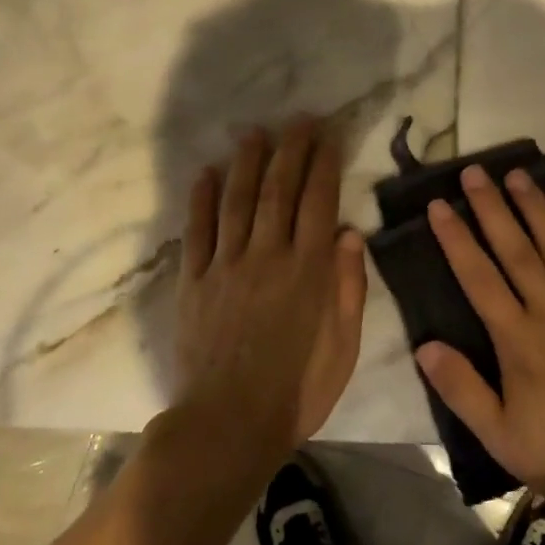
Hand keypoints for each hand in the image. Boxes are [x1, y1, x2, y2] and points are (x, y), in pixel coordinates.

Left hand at [171, 118, 366, 465]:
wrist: (228, 425)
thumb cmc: (297, 390)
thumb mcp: (344, 347)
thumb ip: (348, 287)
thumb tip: (350, 232)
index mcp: (308, 270)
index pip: (319, 202)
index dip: (324, 164)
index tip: (329, 136)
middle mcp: (268, 256)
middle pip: (278, 190)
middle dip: (290, 149)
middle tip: (298, 119)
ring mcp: (226, 266)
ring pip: (237, 200)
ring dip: (247, 162)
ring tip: (254, 133)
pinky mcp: (194, 281)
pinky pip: (197, 231)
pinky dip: (200, 199)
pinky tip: (205, 172)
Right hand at [417, 165, 544, 522]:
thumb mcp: (501, 436)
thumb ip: (462, 389)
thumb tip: (424, 345)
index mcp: (518, 339)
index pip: (478, 277)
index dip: (456, 238)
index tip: (439, 205)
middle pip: (516, 249)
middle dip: (492, 208)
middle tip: (475, 171)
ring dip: (536, 208)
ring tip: (517, 175)